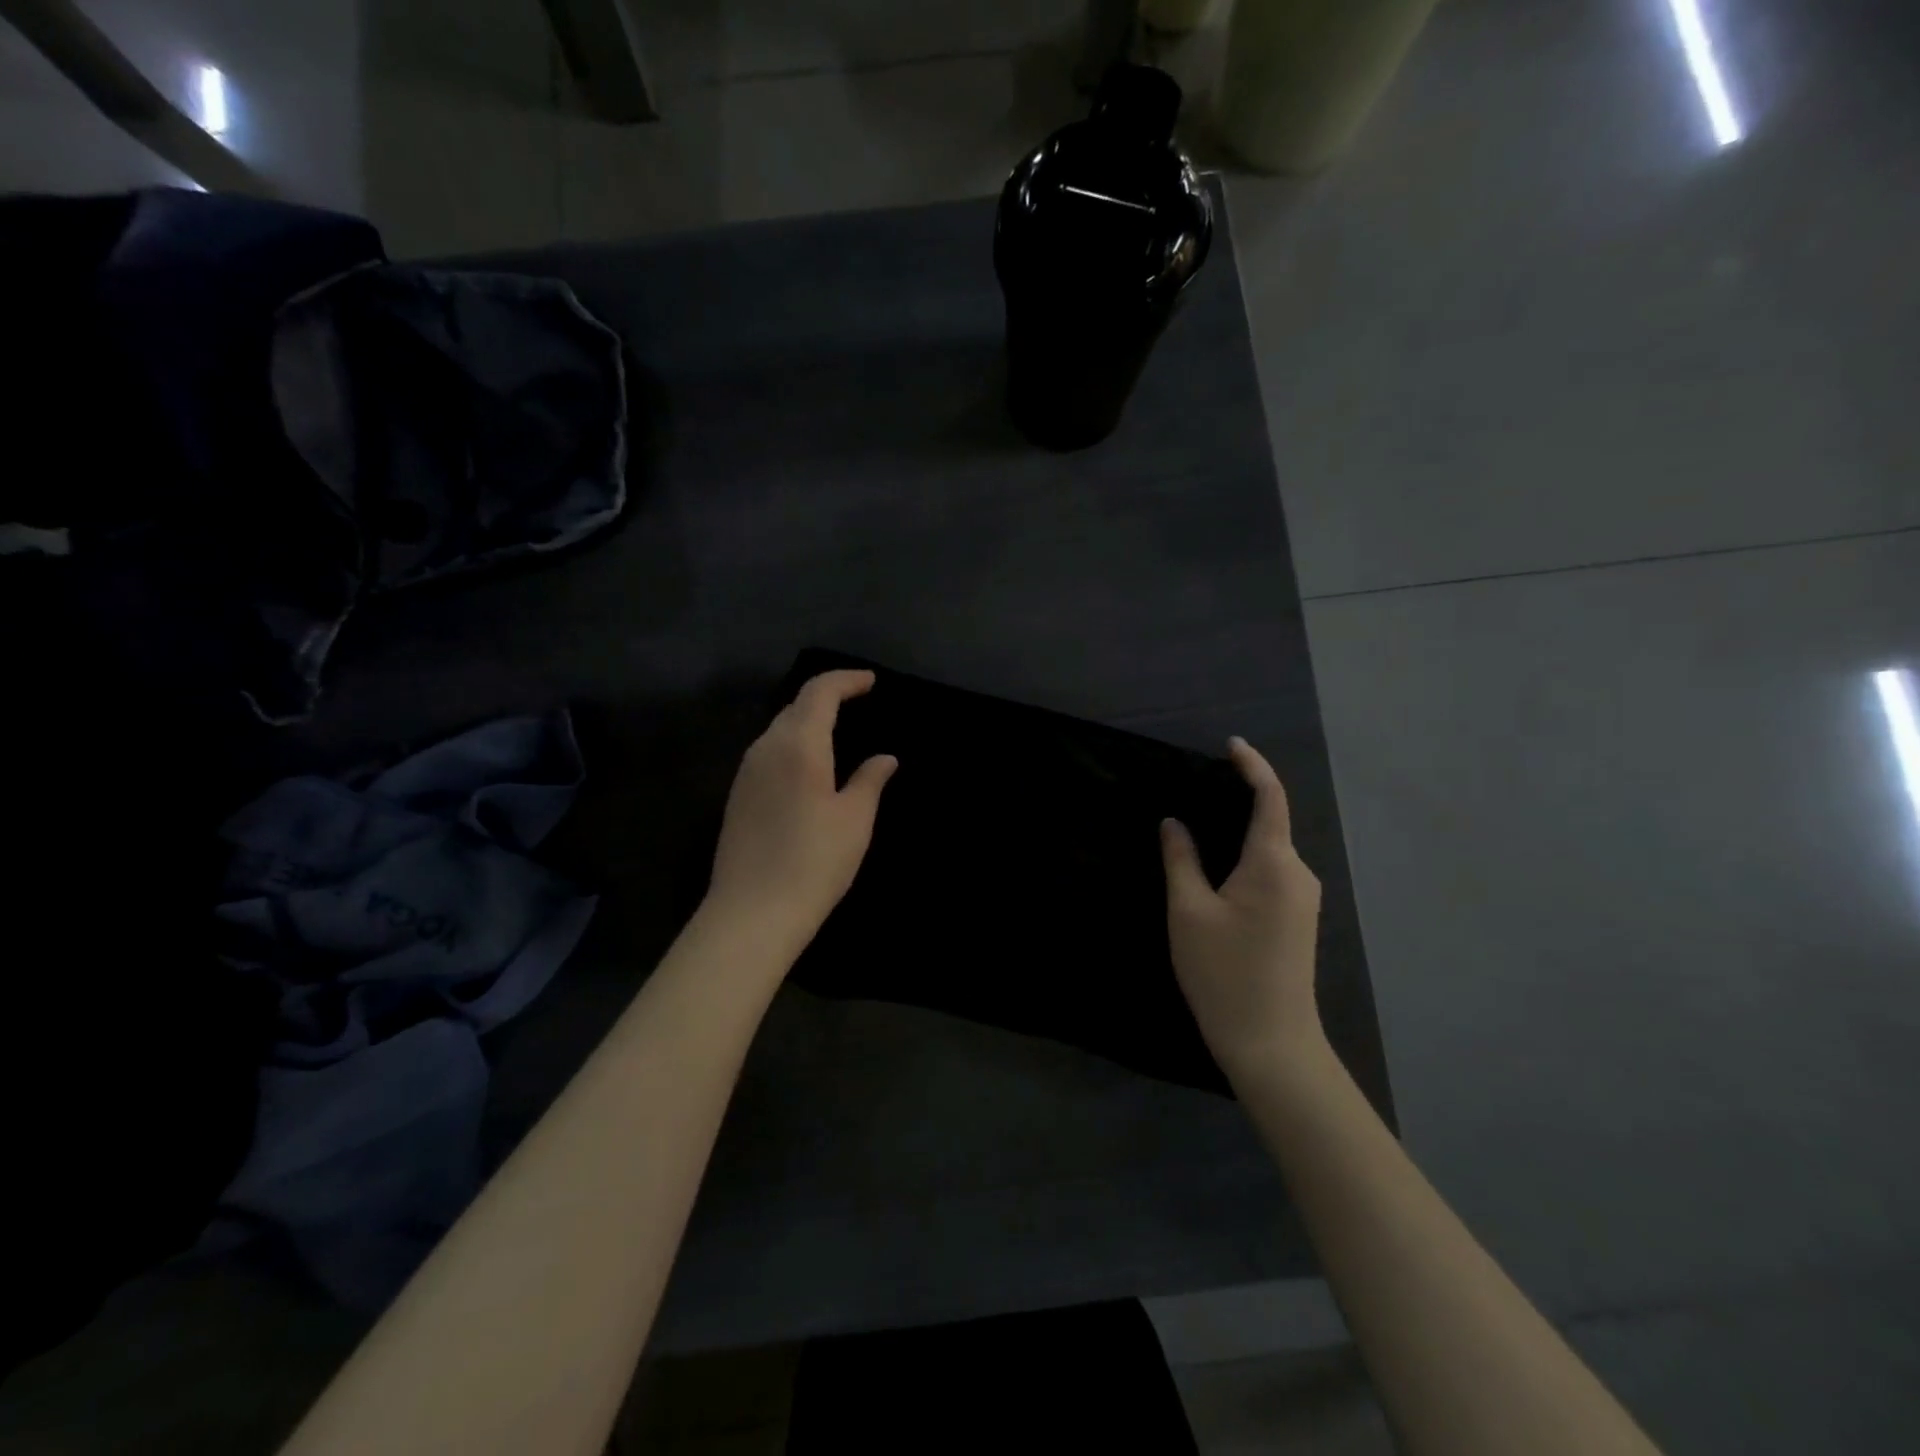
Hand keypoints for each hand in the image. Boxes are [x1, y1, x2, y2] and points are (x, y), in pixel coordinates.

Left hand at [706, 669, 896, 950]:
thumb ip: (870, 780)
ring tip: (836, 731)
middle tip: (857, 701)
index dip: (845, 680)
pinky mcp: (738, 795)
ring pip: (778, 729)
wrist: (752, 913)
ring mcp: (746, 772)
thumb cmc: (814, 863)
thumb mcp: (855, 820)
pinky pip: (768, 752)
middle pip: (795, 706)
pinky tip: (808, 765)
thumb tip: (884, 758)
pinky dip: (792, 744)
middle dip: (826, 697)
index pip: (819, 692)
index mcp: (799, 745)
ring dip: (807, 720)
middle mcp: (766, 748)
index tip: (870, 681)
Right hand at [1161, 737, 1325, 1083]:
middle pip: (1270, 822)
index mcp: (1274, 863)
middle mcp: (1298, 873)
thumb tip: (1174, 823)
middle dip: (1237, 801)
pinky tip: (1217, 869)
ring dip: (1239, 833)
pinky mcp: (1297, 919)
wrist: (1271, 1044)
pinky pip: (1272, 872)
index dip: (1252, 766)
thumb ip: (1180, 859)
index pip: (1270, 798)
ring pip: (1269, 850)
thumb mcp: (1188, 912)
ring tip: (1197, 828)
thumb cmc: (1224, 973)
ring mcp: (1303, 899)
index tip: (1231, 745)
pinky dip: (1245, 858)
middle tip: (1192, 792)